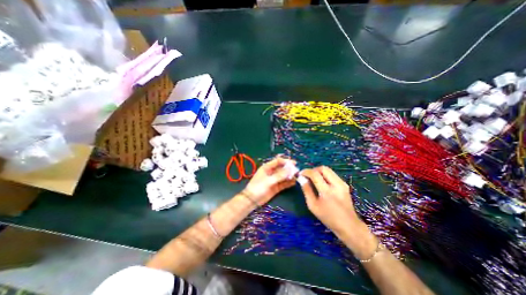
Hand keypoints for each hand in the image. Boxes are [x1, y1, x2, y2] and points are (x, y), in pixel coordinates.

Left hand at [245, 157, 297, 204]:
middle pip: (282, 168)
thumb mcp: (269, 180)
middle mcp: (271, 172)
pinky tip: (294, 182)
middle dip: (289, 169)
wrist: (252, 200)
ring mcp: (274, 180)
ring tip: (297, 177)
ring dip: (290, 176)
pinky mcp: (276, 187)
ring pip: (284, 176)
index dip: (286, 161)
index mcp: (267, 167)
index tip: (294, 163)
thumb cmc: (258, 187)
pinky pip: (284, 183)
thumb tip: (290, 169)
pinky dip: (289, 182)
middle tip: (297, 171)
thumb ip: (280, 175)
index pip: (278, 161)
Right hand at [299, 168, 362, 236]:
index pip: (315, 174)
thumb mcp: (313, 206)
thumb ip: (306, 190)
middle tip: (308, 176)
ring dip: (319, 172)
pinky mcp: (345, 184)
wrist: (348, 225)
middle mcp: (336, 184)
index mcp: (327, 191)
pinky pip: (332, 174)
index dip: (306, 171)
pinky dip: (325, 175)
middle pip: (323, 168)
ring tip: (314, 179)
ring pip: (328, 170)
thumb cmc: (328, 217)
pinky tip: (322, 182)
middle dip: (313, 170)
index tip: (301, 174)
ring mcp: (342, 184)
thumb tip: (301, 178)